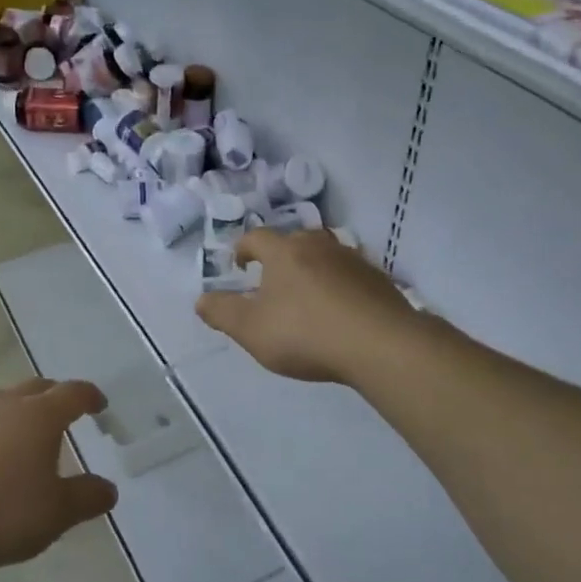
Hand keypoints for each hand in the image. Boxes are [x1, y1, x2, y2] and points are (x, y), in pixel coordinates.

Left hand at [0, 379, 118, 568]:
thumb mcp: (54, 514)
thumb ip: (85, 499)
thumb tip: (109, 489)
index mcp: (40, 416)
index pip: (73, 394)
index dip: (90, 397)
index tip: (99, 405)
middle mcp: (5, 403)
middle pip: (36, 388)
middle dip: (54, 397)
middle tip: (63, 415)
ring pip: (0, 402)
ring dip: (15, 413)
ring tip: (18, 439)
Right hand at [196, 228, 418, 383]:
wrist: (380, 344)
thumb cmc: (305, 333)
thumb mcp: (251, 330)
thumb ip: (222, 313)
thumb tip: (201, 300)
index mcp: (284, 251)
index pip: (257, 237)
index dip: (244, 248)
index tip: (239, 264)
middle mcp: (318, 245)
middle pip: (294, 240)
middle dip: (280, 256)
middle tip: (272, 279)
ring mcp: (353, 260)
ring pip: (325, 254)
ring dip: (312, 268)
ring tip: (306, 293)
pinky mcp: (378, 279)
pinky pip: (350, 275)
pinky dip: (339, 285)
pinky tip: (340, 309)